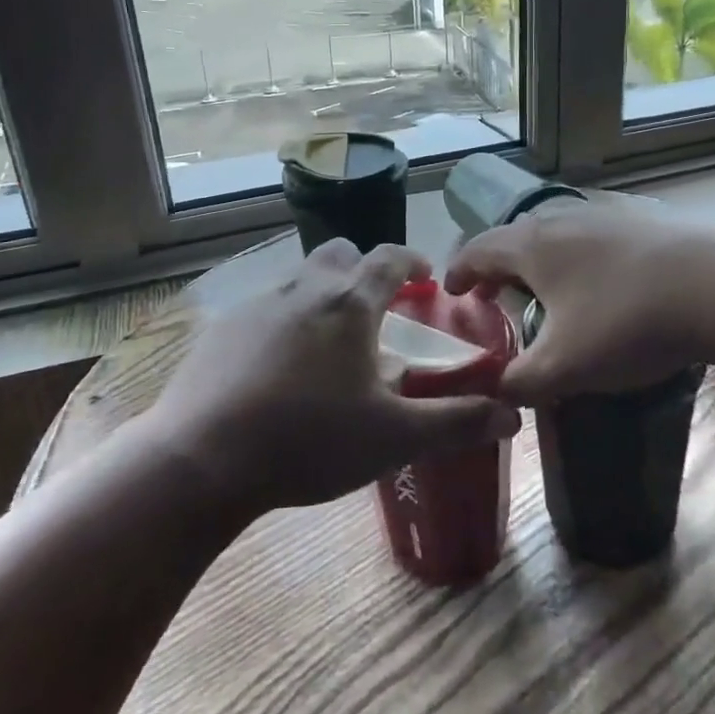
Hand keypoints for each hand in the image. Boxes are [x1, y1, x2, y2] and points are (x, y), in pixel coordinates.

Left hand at [150, 240, 521, 515]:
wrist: (202, 459)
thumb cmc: (309, 440)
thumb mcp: (392, 437)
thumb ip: (455, 423)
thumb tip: (512, 415)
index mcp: (348, 304)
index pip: (388, 258)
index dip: (411, 261)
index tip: (424, 274)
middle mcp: (303, 289)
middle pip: (339, 254)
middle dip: (362, 270)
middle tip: (376, 308)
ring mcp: (257, 305)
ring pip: (299, 279)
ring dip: (321, 296)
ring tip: (329, 344)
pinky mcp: (222, 328)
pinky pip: (264, 309)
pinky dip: (283, 322)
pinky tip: (278, 368)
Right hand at [443, 197, 714, 404]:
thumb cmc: (628, 322)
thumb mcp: (565, 367)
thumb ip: (519, 383)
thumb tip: (496, 392)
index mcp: (532, 246)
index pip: (477, 250)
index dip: (458, 272)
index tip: (450, 291)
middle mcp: (563, 219)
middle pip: (516, 238)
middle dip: (499, 268)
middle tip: (494, 297)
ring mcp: (607, 215)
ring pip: (557, 236)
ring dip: (542, 263)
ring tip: (548, 294)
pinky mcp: (644, 221)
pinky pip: (594, 238)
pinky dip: (581, 260)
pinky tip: (603, 286)